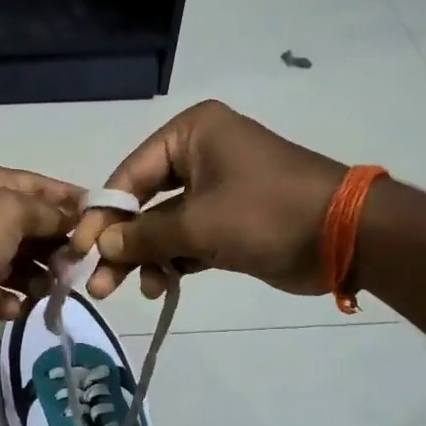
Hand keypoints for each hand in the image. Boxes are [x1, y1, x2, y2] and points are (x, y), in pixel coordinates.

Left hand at [0, 165, 81, 339]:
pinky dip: (12, 303)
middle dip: (60, 248)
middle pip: (37, 230)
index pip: (46, 190)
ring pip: (21, 266)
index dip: (75, 205)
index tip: (105, 226)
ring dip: (39, 279)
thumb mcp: (10, 212)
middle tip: (77, 269)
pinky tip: (19, 309)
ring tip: (50, 292)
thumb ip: (48, 215)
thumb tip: (76, 220)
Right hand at [72, 100, 348, 297]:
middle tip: (99, 283)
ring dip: (148, 258)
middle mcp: (201, 154)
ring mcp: (217, 188)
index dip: (103, 214)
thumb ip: (143, 236)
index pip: (130, 173)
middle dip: (123, 243)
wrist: (345, 236)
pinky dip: (174, 261)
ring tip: (137, 290)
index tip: (80, 249)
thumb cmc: (265, 213)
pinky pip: (188, 239)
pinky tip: (161, 286)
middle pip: (144, 201)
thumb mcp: (196, 224)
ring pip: (165, 225)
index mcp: (191, 134)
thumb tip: (100, 246)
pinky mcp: (230, 220)